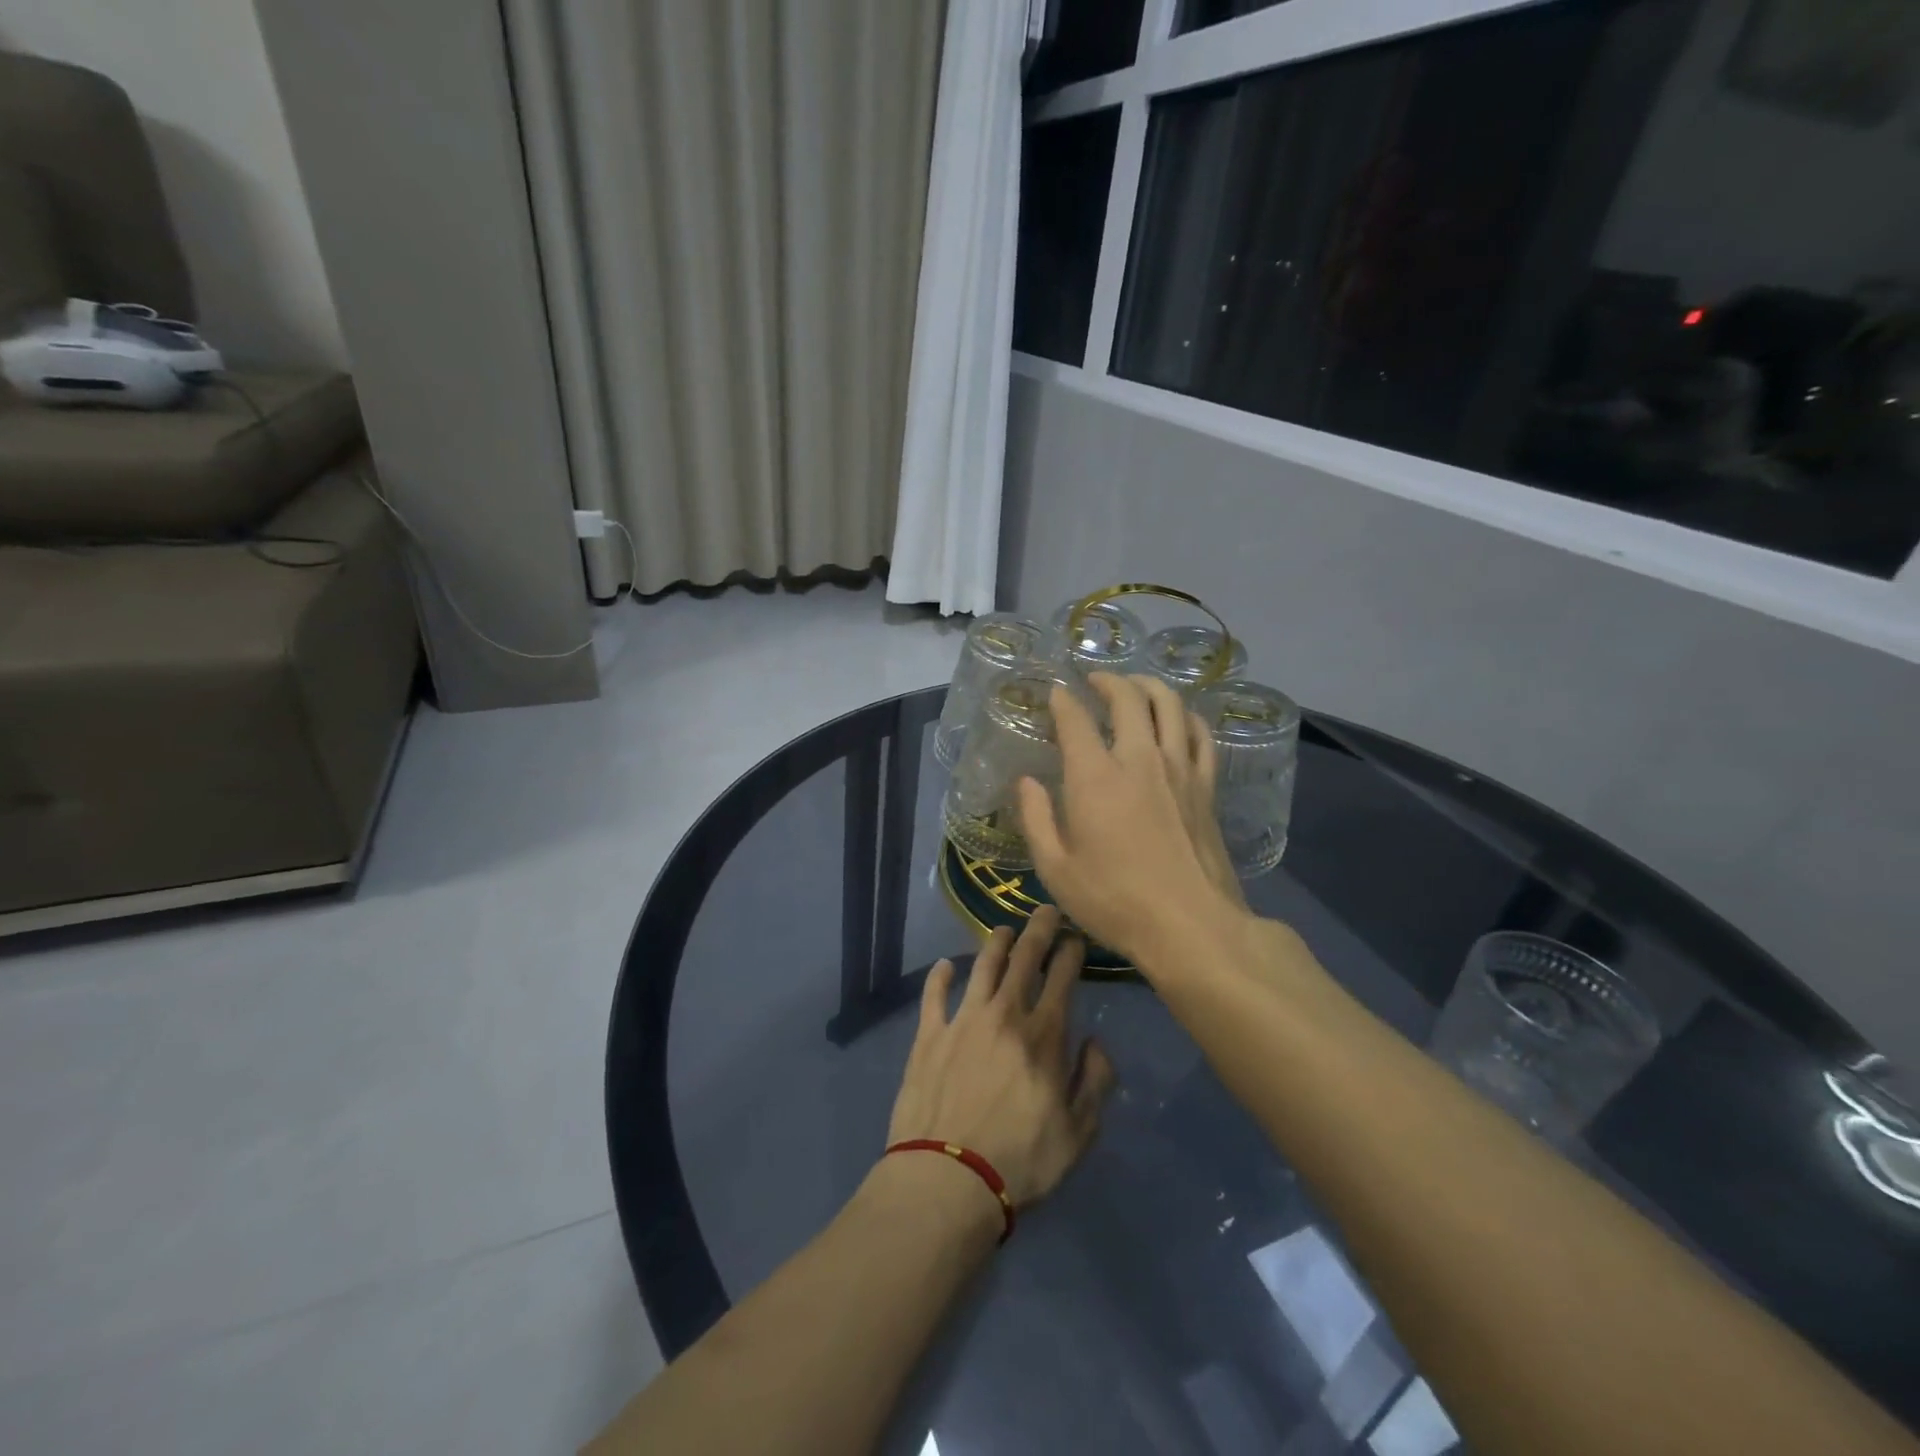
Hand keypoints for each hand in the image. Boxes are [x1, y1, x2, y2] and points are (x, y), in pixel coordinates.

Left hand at [886, 907, 1115, 1209]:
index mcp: (1043, 1034)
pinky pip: (934, 994)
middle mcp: (1004, 1014)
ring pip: (982, 966)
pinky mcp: (928, 1035)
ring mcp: (962, 1020)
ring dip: (996, 943)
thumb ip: (1094, 1080)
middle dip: (1038, 929)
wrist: (948, 1178)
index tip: (1075, 937)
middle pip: (1024, 959)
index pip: (1061, 977)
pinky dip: (940, 976)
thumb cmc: (1021, 1161)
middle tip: (1045, 911)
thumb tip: (1095, 1041)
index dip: (1070, 951)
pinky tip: (945, 965)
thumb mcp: (1079, 1133)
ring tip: (1005, 930)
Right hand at [1018, 673, 1248, 967]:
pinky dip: (1184, 715)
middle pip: (1127, 697)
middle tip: (1094, 681)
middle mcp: (1139, 759)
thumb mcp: (1056, 868)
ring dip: (1148, 686)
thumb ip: (1036, 818)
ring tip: (1134, 686)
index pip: (1075, 719)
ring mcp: (1179, 768)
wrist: (1190, 926)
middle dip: (1107, 681)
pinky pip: (1199, 733)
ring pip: (1168, 704)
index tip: (1054, 693)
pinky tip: (1176, 718)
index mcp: (1095, 777)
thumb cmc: (1114, 901)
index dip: (1062, 700)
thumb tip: (1026, 782)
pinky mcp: (1206, 785)